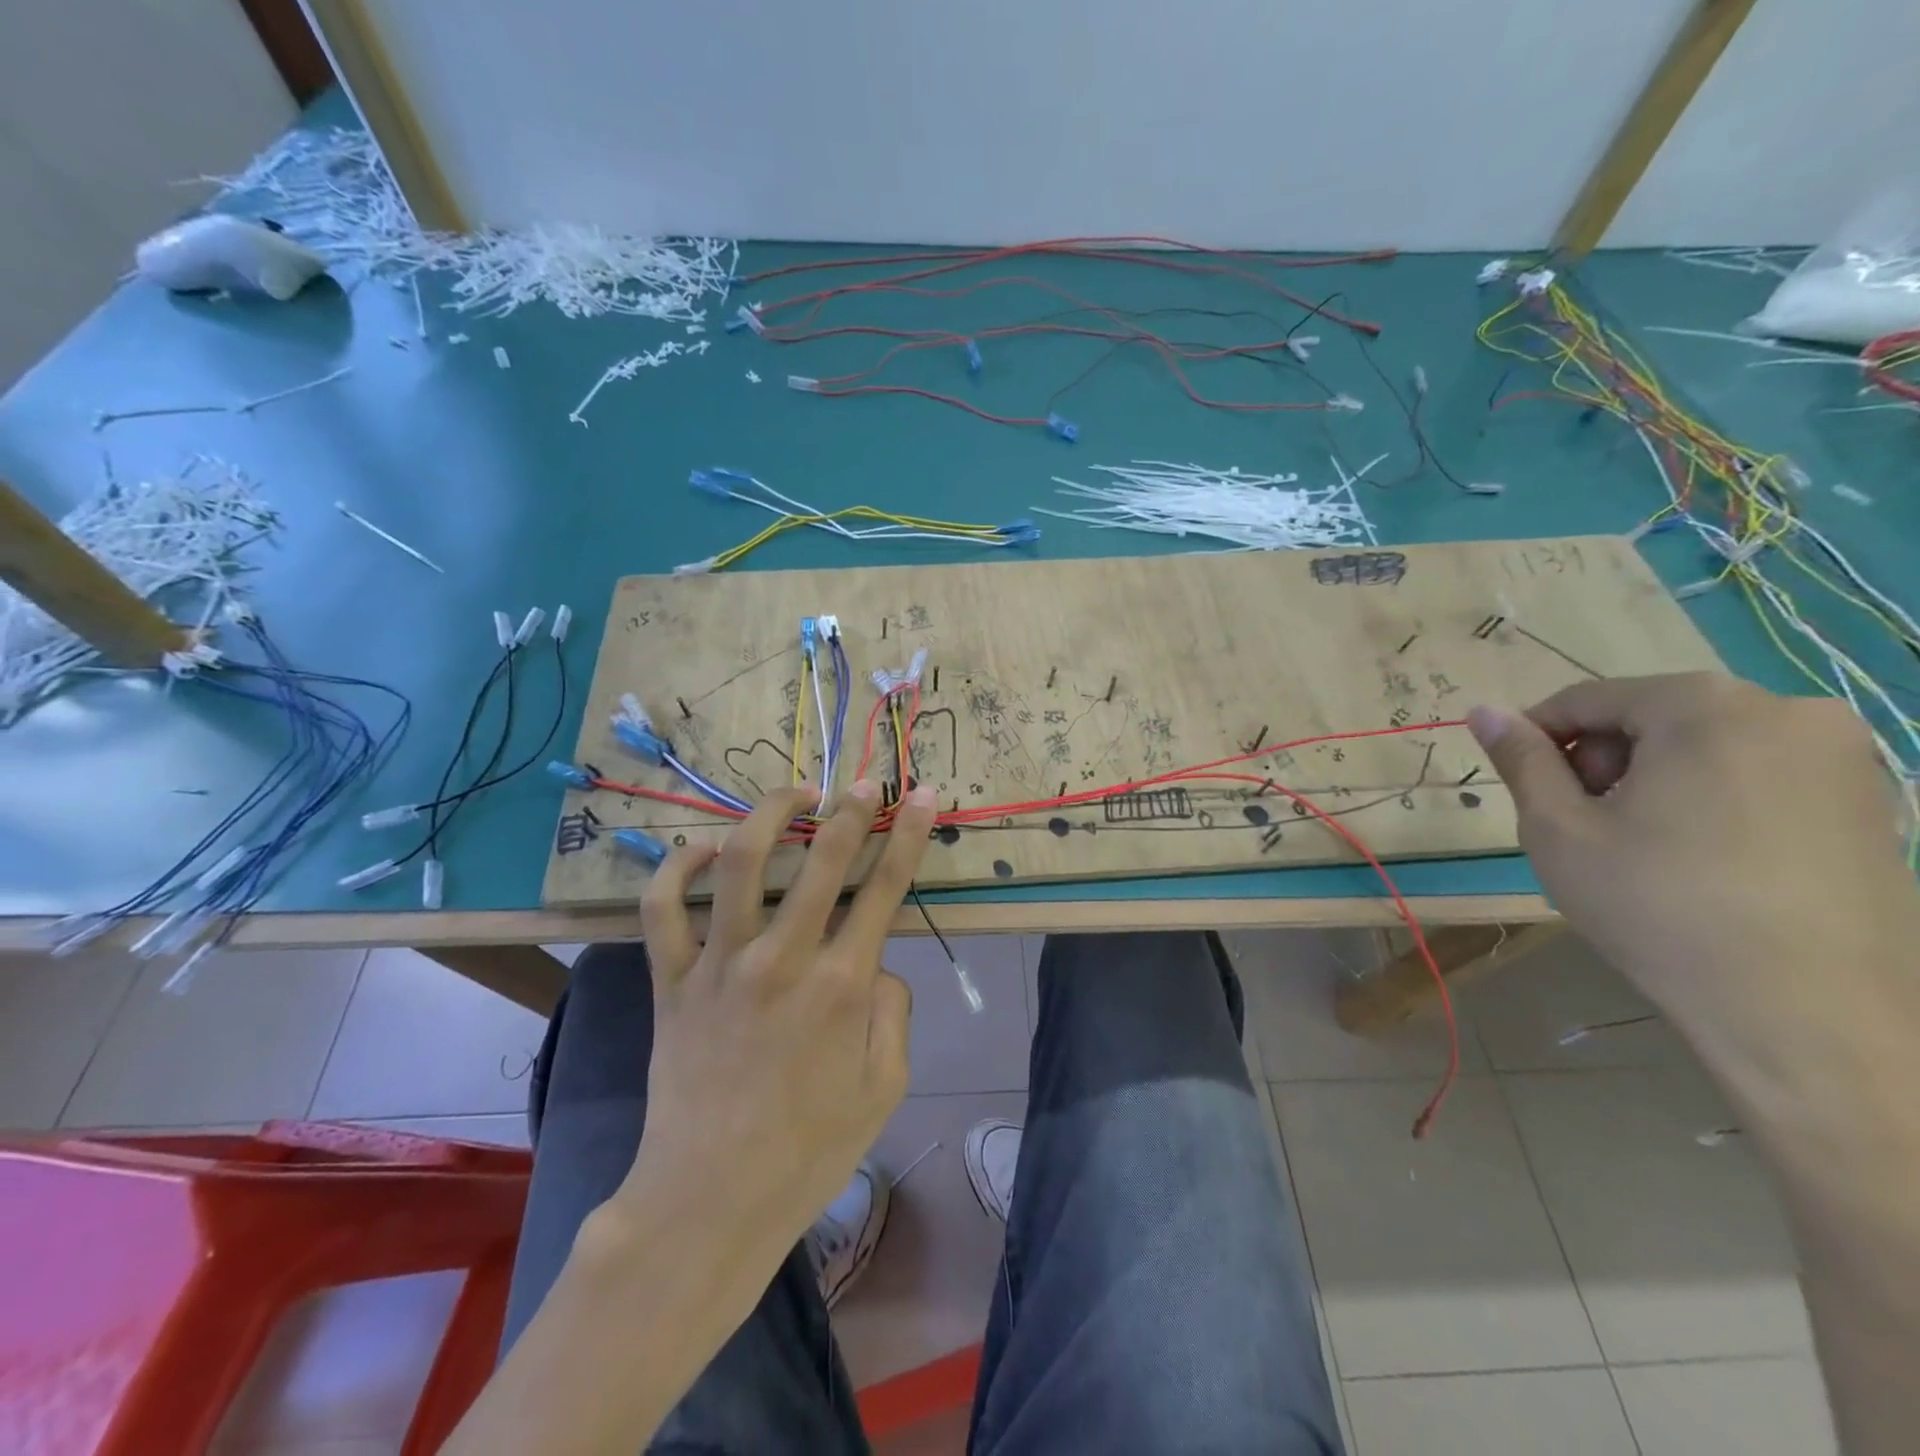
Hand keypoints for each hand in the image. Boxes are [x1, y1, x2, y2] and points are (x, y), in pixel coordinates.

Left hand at [614, 779, 935, 1267]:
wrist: (710, 1201)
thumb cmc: (808, 1150)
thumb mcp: (885, 1087)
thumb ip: (893, 1012)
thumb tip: (874, 964)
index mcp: (842, 985)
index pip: (886, 887)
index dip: (909, 834)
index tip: (920, 795)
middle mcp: (783, 959)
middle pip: (822, 860)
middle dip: (849, 810)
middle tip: (863, 782)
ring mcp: (720, 964)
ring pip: (740, 864)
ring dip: (768, 816)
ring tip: (792, 795)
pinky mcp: (672, 981)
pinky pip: (662, 910)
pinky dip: (677, 870)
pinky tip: (700, 848)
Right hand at [1468, 673, 1915, 1033]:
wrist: (1807, 1012)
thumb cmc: (1657, 906)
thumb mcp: (1558, 828)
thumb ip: (1521, 759)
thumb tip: (1482, 710)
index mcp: (1703, 706)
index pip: (1587, 699)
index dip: (1538, 738)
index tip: (1523, 786)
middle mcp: (1786, 710)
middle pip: (1653, 716)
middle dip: (1603, 760)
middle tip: (1584, 824)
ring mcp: (1845, 756)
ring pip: (1707, 745)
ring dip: (1656, 778)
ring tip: (1641, 846)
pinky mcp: (1874, 803)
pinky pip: (1761, 775)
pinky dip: (1714, 799)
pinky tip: (1703, 859)